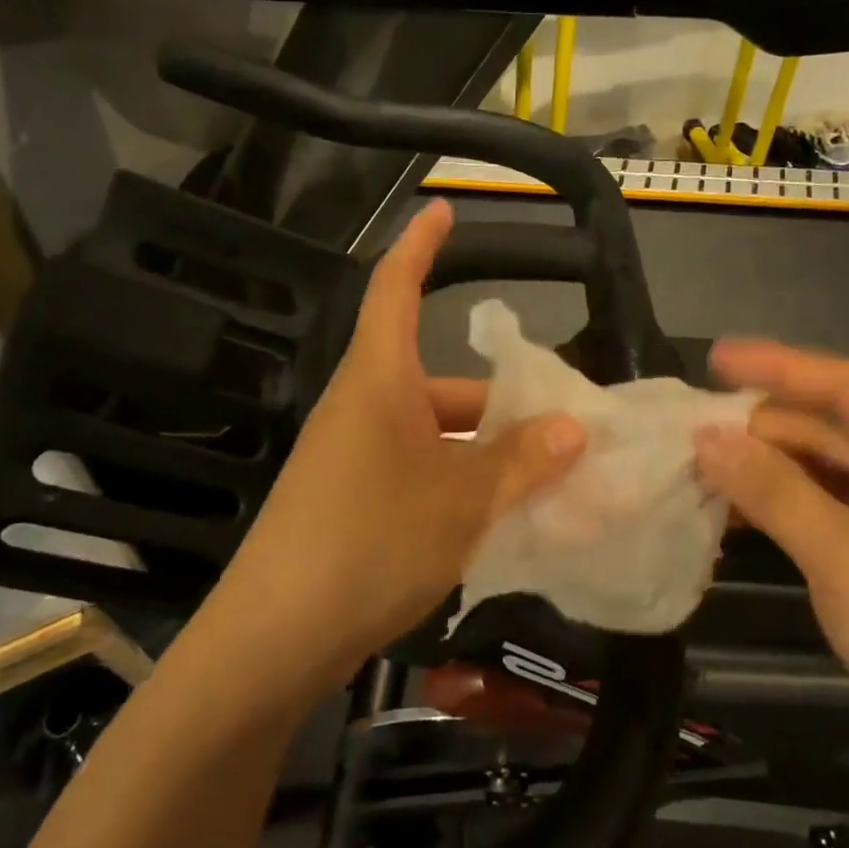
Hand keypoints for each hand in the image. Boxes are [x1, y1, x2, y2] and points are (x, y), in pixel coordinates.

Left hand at [217, 201, 585, 695]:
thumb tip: (574, 428)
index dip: (421, 245)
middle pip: (438, 381)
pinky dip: (459, 483)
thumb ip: (522, 461)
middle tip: (563, 421)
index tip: (444, 210)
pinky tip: (499, 517)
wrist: (274, 638)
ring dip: (485, 450)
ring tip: (548, 478)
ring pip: (433, 434)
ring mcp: (352, 458)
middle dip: (499, 397)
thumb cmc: (371, 541)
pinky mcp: (349, 503)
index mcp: (379, 380)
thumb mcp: (462, 500)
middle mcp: (362, 408)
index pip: (396, 288)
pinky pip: (416, 473)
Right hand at [693, 340, 848, 789]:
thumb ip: (772, 490)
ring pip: (824, 469)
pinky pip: (826, 507)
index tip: (714, 357)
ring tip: (699, 463)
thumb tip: (704, 437)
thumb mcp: (844, 556)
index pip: (847, 387)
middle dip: (762, 427)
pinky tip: (732, 508)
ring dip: (766, 468)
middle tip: (691, 427)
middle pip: (831, 428)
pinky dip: (782, 505)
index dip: (778, 367)